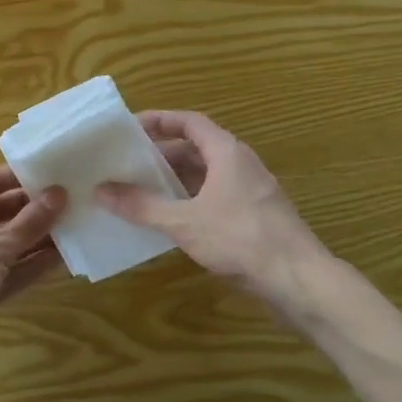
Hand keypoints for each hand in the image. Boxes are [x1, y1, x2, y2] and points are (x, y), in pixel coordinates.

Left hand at [0, 166, 66, 379]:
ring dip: (37, 238)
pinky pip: (10, 271)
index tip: (48, 172)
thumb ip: (28, 223)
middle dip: (31, 209)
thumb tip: (58, 194)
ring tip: (73, 227)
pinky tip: (63, 259)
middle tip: (68, 201)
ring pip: (7, 244)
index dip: (15, 176)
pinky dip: (32, 265)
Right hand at [97, 111, 344, 323]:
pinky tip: (169, 220)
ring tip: (140, 190)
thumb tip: (101, 190)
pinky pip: (215, 197)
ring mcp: (250, 192)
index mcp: (227, 152)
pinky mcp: (254, 217)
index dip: (159, 120)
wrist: (300, 281)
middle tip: (128, 163)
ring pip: (206, 175)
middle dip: (161, 154)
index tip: (130, 127)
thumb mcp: (184, 222)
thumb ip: (142, 205)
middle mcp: (240, 164)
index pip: (189, 122)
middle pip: (196, 148)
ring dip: (174, 180)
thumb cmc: (241, 239)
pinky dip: (190, 200)